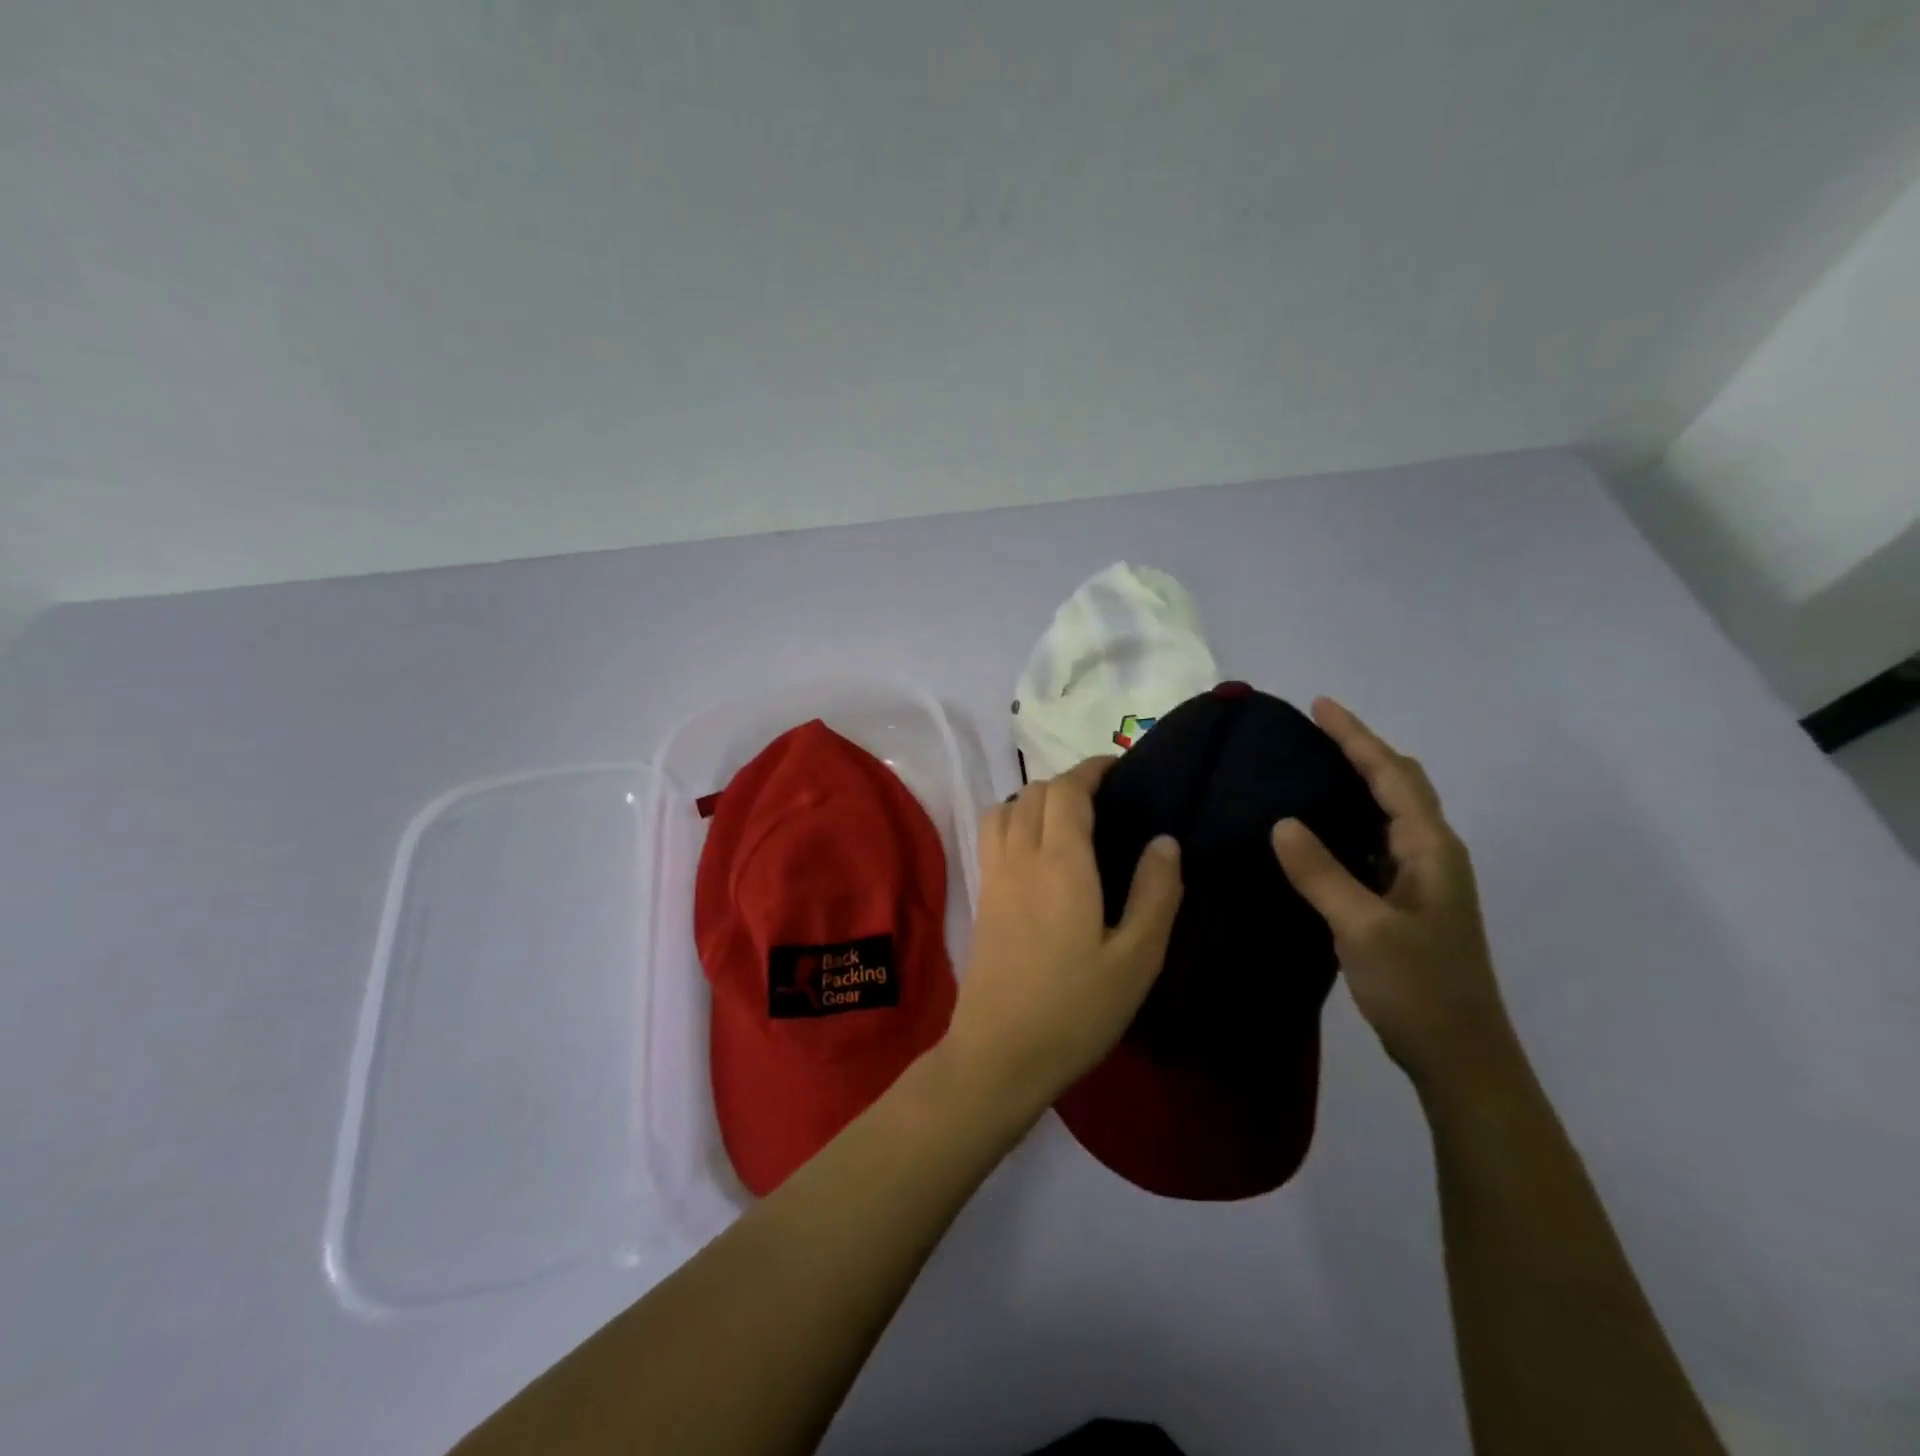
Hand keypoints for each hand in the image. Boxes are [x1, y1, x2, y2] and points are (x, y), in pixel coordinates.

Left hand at [943, 758, 1183, 1116]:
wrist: (1000, 1053)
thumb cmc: (1076, 1008)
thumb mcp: (1136, 958)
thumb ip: (1156, 893)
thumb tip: (1165, 840)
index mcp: (1060, 862)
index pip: (1067, 790)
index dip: (1092, 769)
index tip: (1119, 769)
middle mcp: (1020, 856)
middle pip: (1034, 792)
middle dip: (1068, 783)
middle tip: (1105, 801)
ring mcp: (993, 876)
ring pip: (1005, 808)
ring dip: (1035, 799)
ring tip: (1069, 822)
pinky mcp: (981, 899)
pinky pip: (992, 835)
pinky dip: (1014, 821)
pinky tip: (1038, 853)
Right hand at [1271, 698, 1510, 1088]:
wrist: (1459, 1054)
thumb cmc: (1418, 986)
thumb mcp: (1362, 927)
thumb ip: (1321, 873)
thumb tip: (1281, 821)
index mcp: (1430, 849)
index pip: (1391, 776)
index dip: (1356, 737)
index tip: (1320, 705)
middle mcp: (1433, 854)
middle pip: (1400, 784)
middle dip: (1362, 750)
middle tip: (1316, 730)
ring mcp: (1423, 879)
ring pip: (1391, 812)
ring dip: (1360, 781)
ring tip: (1314, 765)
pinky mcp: (1408, 901)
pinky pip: (1378, 841)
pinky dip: (1353, 819)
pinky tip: (1322, 828)